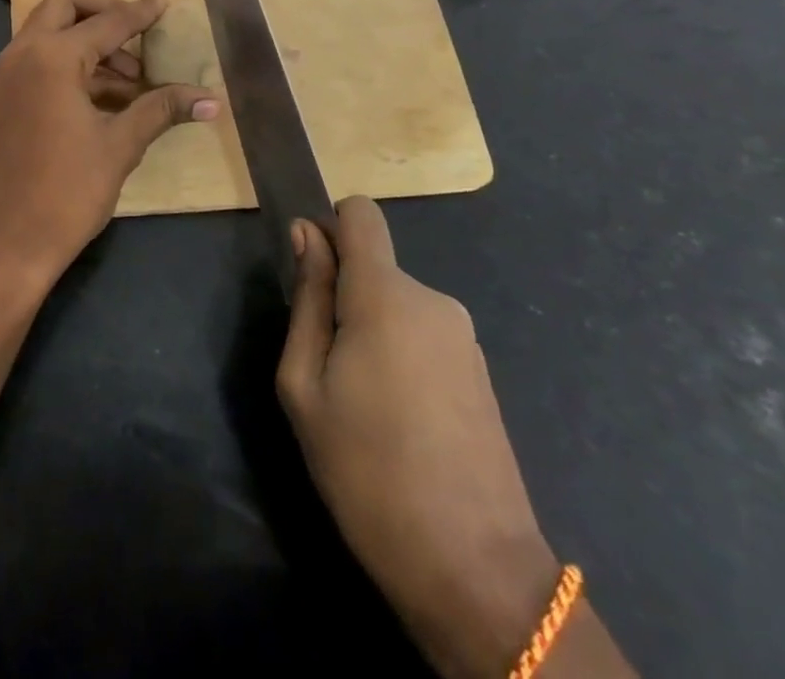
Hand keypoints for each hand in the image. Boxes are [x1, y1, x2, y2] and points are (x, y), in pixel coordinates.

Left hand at [0, 0, 217, 288]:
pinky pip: (40, 60)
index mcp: (52, 58)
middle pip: (64, 8)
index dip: (140, 12)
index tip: (163, 0)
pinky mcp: (5, 97)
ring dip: (90, 42)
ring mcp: (9, 75)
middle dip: (103, 12)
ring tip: (134, 79)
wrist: (7, 243)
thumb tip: (211, 99)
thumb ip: (161, 110)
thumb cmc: (66, 191)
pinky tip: (108, 96)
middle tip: (140, 33)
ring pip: (50, 34)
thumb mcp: (119, 146)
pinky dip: (72, 64)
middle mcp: (24, 54)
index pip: (107, 22)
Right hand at [278, 197, 559, 678]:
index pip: (360, 213)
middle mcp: (432, 299)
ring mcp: (463, 336)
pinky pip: (422, 334)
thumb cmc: (367, 472)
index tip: (309, 276)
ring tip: (361, 403)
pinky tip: (398, 420)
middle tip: (325, 368)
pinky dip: (399, 355)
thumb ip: (307, 299)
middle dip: (341, 295)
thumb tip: (306, 233)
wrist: (475, 572)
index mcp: (385, 294)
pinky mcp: (479, 371)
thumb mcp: (304, 385)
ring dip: (370, 330)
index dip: (328, 228)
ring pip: (395, 303)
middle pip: (372, 265)